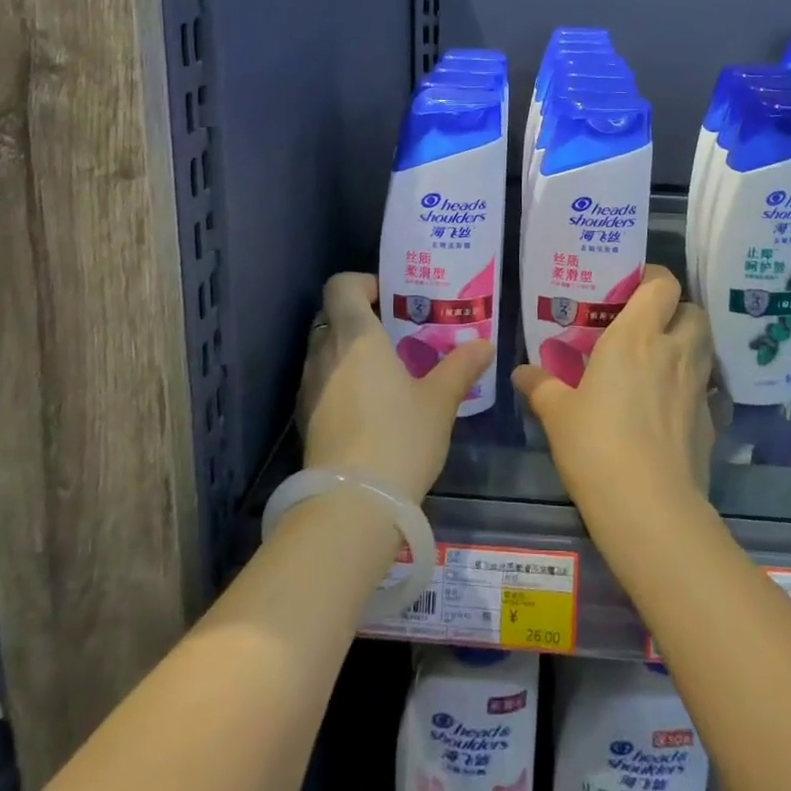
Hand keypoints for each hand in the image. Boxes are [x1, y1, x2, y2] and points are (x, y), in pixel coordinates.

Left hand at [298, 273, 493, 501]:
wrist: (351, 507)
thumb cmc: (399, 437)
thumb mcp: (439, 400)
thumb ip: (461, 366)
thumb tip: (485, 345)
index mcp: (356, 335)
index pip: (341, 285)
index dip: (363, 283)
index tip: (391, 298)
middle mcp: (324, 352)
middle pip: (332, 316)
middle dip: (361, 318)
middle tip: (396, 333)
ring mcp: (309, 387)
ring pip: (325, 350)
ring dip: (349, 351)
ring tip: (386, 371)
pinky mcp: (305, 419)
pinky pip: (321, 382)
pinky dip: (340, 381)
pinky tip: (369, 406)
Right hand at [513, 266, 713, 520]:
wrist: (650, 509)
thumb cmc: (597, 446)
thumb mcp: (558, 414)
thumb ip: (541, 386)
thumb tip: (520, 372)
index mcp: (636, 336)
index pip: (662, 284)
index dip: (653, 278)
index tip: (633, 287)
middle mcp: (673, 351)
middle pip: (693, 310)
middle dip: (676, 311)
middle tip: (649, 324)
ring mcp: (697, 387)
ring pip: (705, 346)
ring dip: (689, 344)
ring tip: (661, 359)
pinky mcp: (710, 421)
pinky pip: (706, 389)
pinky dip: (693, 387)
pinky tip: (671, 406)